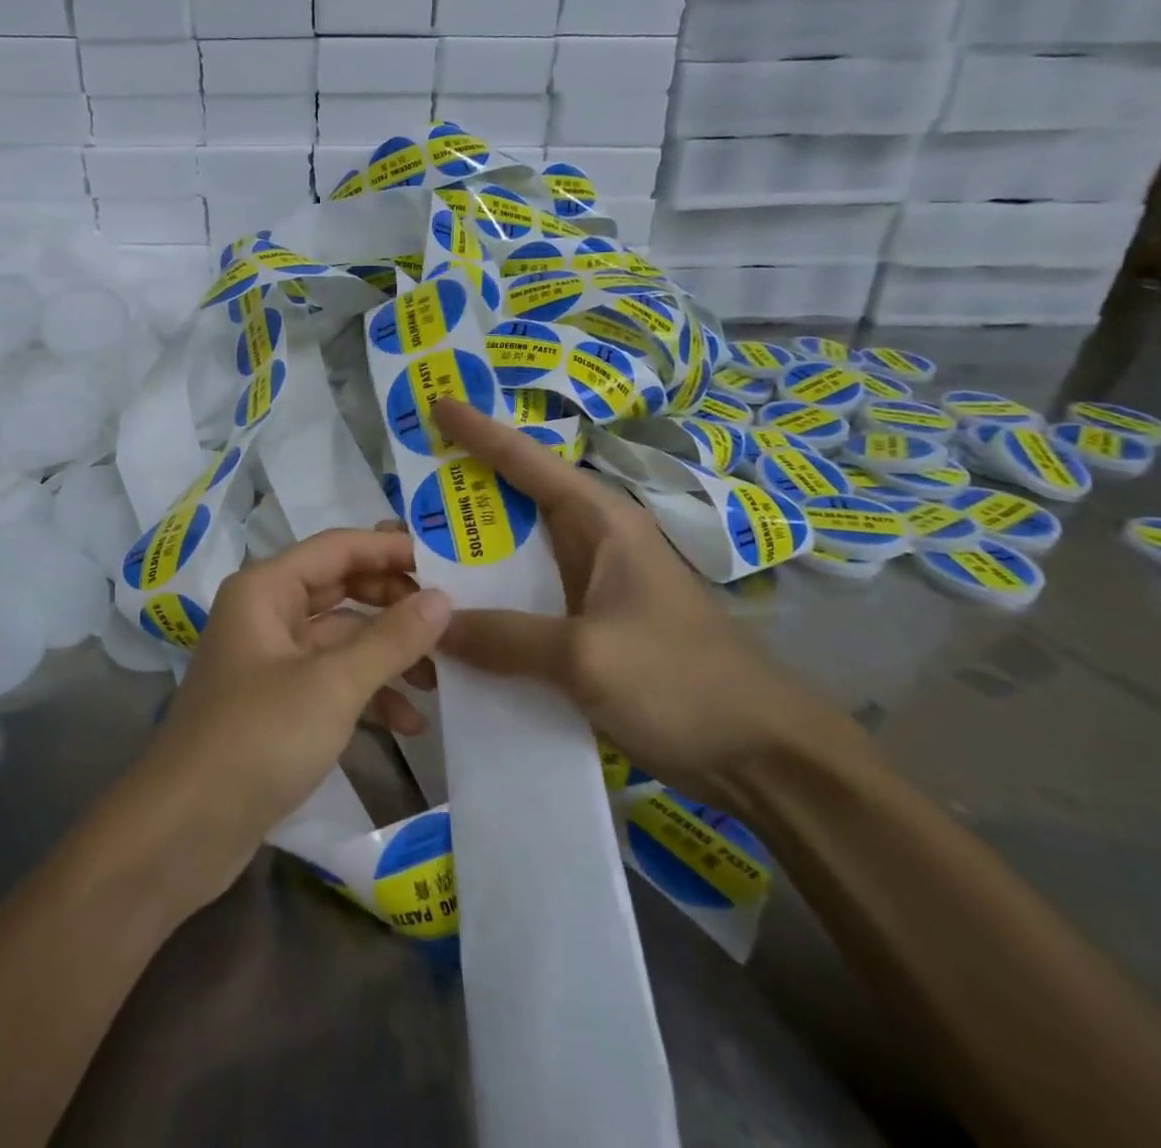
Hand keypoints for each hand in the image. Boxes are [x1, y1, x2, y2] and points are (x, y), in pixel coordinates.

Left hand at [128, 528, 451, 909]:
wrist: (182, 833)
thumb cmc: (256, 740)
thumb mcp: (332, 685)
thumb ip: (390, 638)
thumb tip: (442, 599)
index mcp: (265, 590)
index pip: (337, 548)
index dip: (390, 549)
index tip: (446, 562)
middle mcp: (266, 614)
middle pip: (341, 588)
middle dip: (394, 603)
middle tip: (448, 620)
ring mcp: (270, 660)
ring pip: (340, 638)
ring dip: (387, 654)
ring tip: (438, 679)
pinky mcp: (277, 704)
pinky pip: (331, 680)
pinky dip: (368, 693)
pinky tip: (409, 723)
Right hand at [432, 400, 854, 805]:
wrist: (761, 755)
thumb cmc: (682, 682)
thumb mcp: (587, 656)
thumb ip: (505, 637)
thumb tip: (435, 624)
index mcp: (601, 523)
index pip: (529, 462)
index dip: (480, 432)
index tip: (437, 405)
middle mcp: (593, 544)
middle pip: (515, 505)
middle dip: (459, 497)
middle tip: (399, 500)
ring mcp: (590, 588)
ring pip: (515, 556)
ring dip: (468, 556)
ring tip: (409, 556)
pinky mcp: (587, 628)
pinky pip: (523, 603)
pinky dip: (487, 604)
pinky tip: (450, 621)